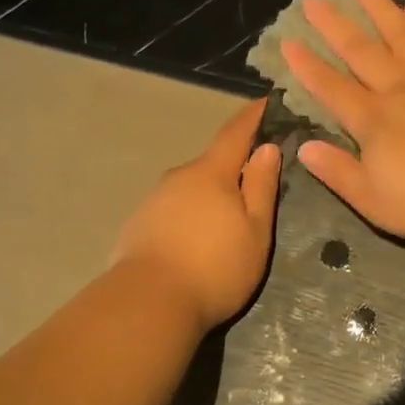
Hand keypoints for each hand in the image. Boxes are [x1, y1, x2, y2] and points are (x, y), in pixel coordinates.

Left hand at [111, 100, 281, 328]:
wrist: (147, 304)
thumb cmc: (214, 267)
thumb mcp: (254, 230)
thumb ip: (261, 186)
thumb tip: (266, 147)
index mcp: (211, 173)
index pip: (235, 133)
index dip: (253, 116)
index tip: (267, 100)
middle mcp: (178, 177)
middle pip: (211, 164)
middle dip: (232, 169)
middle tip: (253, 187)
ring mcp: (153, 200)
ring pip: (190, 189)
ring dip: (208, 197)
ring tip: (224, 226)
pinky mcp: (137, 225)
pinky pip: (171, 211)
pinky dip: (188, 217)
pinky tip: (194, 243)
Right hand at [282, 0, 404, 245]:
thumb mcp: (376, 203)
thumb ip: (339, 173)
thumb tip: (304, 148)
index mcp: (373, 122)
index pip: (332, 88)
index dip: (308, 66)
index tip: (288, 41)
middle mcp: (399, 89)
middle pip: (361, 51)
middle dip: (334, 25)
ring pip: (401, 34)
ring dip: (379, 9)